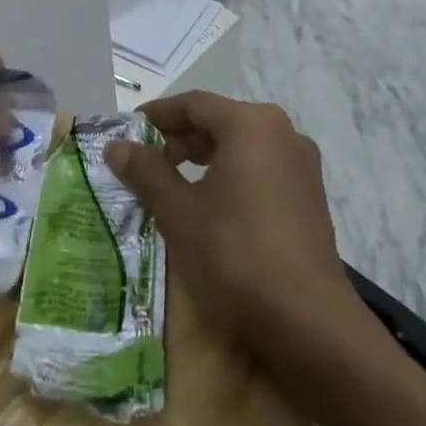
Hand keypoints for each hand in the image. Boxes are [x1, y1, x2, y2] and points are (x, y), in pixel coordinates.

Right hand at [105, 92, 358, 348]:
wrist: (309, 321)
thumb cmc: (236, 255)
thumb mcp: (179, 212)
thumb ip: (145, 172)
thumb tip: (115, 145)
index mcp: (251, 125)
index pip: (194, 104)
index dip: (156, 115)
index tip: (126, 133)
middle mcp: (282, 133)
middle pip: (219, 121)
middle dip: (178, 138)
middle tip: (145, 162)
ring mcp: (301, 165)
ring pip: (242, 146)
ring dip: (204, 157)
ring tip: (172, 183)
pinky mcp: (310, 196)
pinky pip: (261, 169)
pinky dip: (231, 176)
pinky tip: (210, 206)